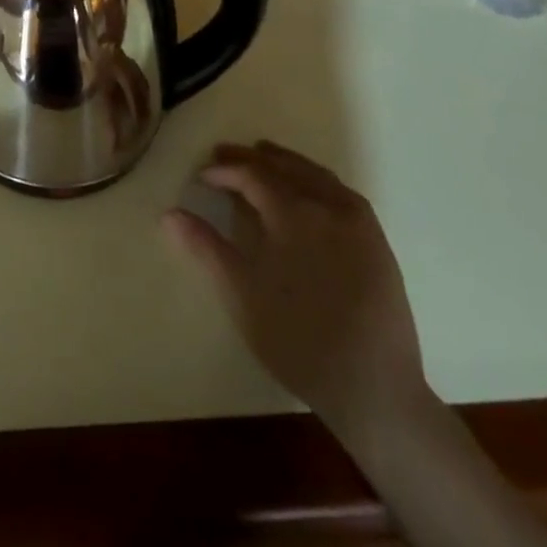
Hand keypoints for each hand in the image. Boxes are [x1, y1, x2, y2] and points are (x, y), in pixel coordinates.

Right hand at [165, 141, 426, 436]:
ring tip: (261, 160)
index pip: (253, 175)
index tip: (202, 175)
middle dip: (251, 158)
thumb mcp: (242, 295)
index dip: (225, 171)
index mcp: (295, 213)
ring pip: (316, 175)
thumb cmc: (298, 340)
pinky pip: (341, 193)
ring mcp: (359, 224)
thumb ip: (206, 247)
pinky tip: (307, 191)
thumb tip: (169, 214)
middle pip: (285, 167)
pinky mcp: (378, 243)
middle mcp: (329, 206)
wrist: (375, 390)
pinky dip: (315, 180)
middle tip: (223, 155)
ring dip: (285, 163)